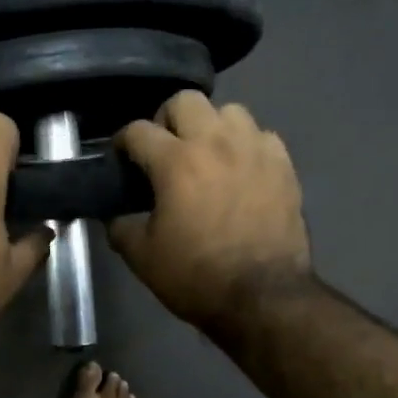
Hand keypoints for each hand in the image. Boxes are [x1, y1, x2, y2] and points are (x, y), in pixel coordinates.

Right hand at [109, 92, 312, 327]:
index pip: (138, 130)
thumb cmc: (196, 276)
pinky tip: (240, 168)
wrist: (263, 297)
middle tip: (163, 149)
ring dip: (210, 126)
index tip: (121, 158)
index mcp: (175, 161)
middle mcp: (215, 142)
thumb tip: (114, 216)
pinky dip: (246, 145)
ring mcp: (254, 149)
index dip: (122, 142)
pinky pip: (262, 135)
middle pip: (185, 100)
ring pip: (229, 110)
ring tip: (206, 153)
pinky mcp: (283, 165)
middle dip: (166, 119)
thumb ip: (120, 228)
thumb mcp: (142, 257)